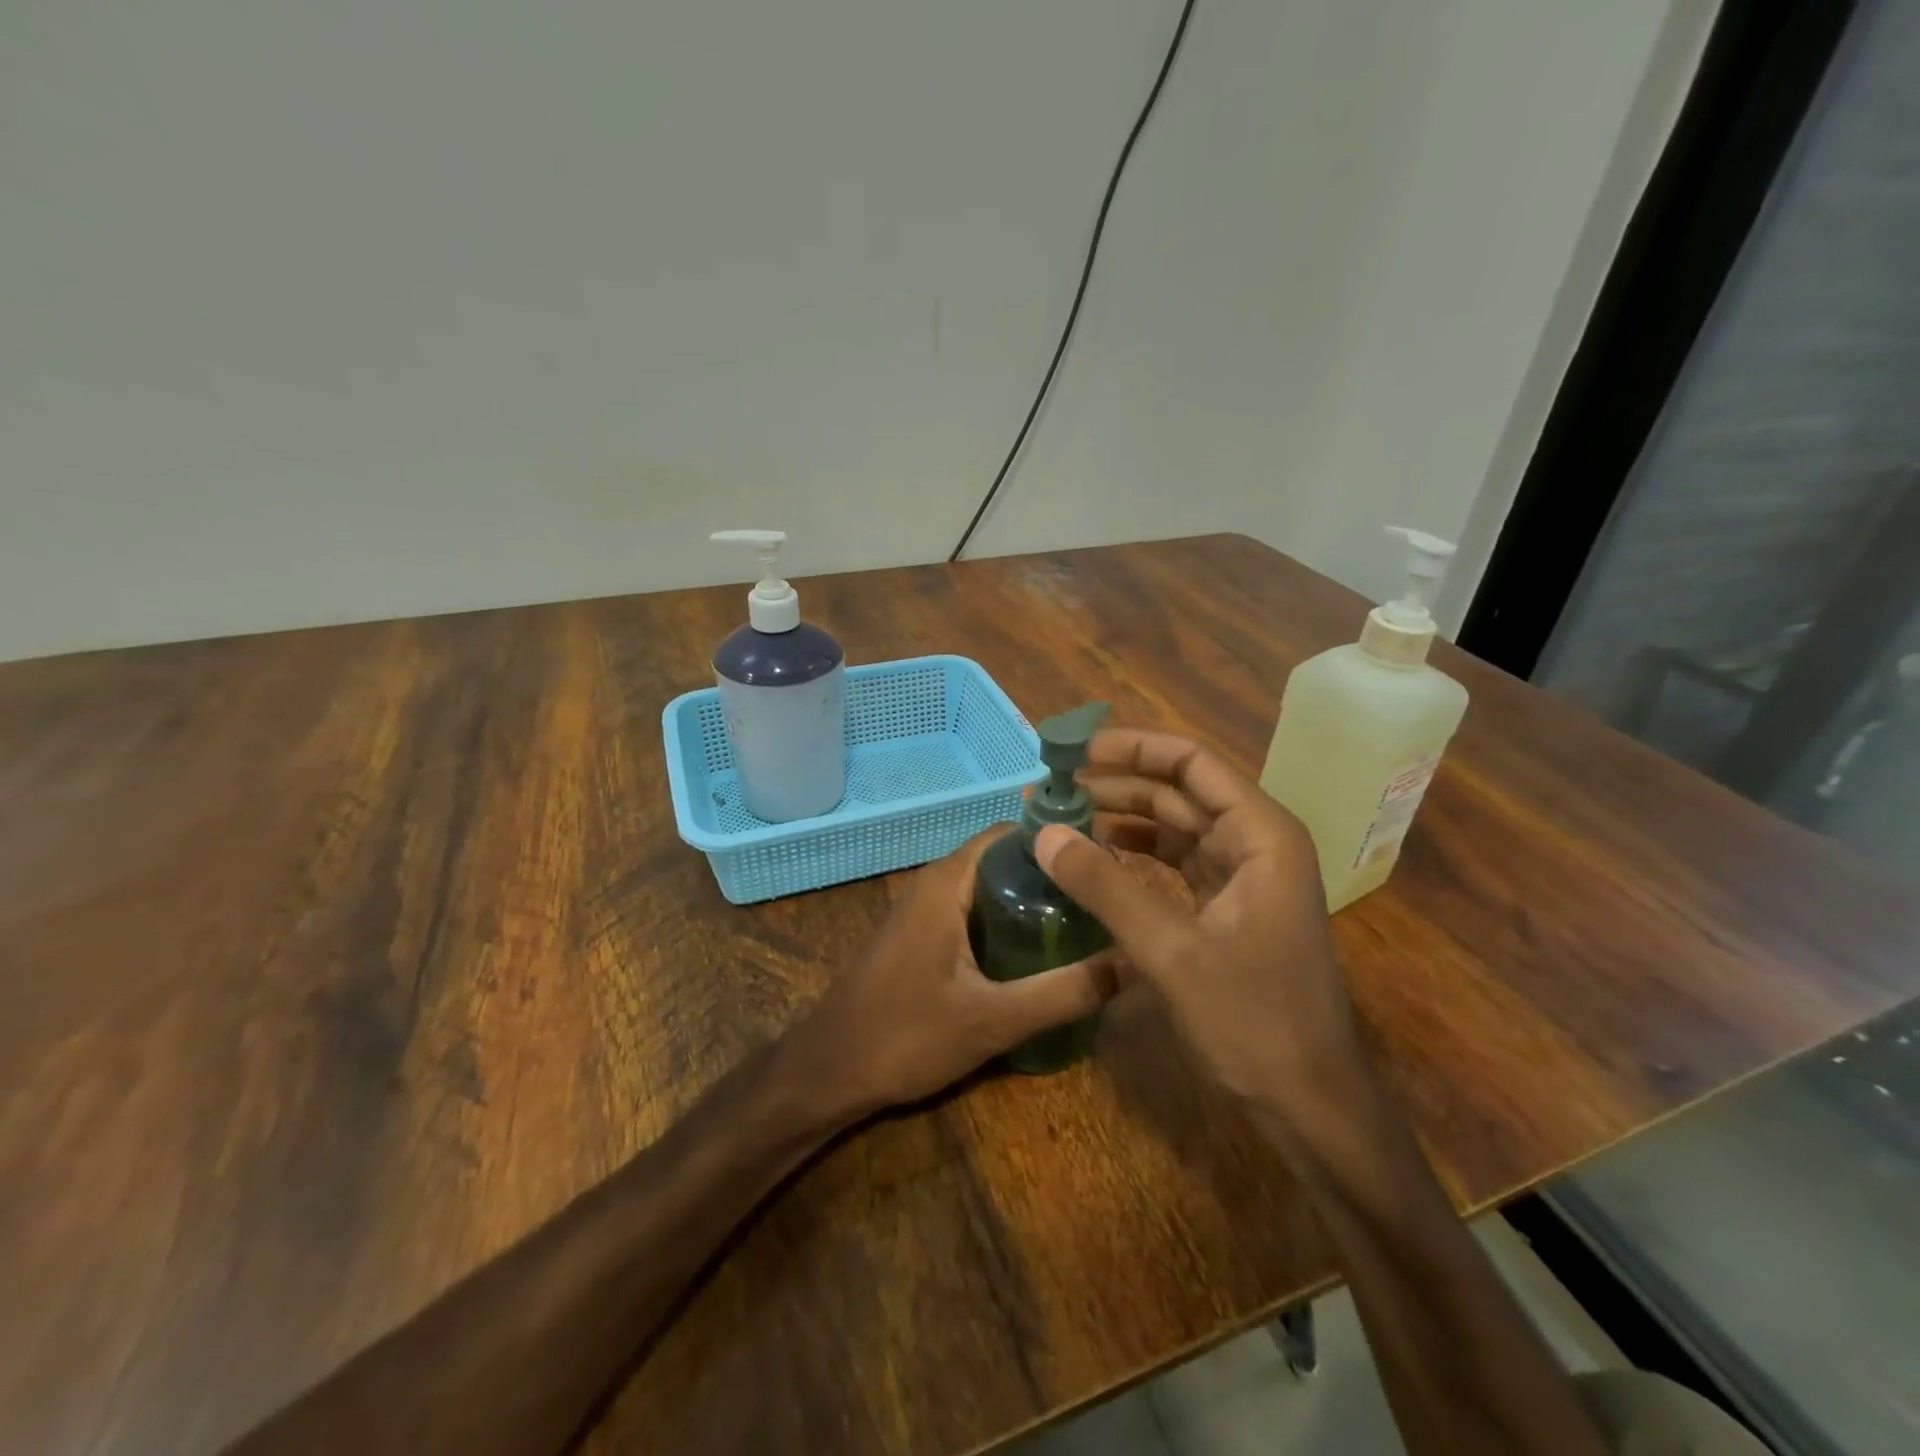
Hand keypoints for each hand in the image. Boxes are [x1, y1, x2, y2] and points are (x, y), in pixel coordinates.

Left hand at [788, 828, 1117, 1120]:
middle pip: (1003, 860)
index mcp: (947, 882)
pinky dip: (1005, 923)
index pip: (1012, 834)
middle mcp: (933, 883)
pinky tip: (1034, 956)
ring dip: (1029, 902)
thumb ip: (1063, 992)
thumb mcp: (993, 1019)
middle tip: (1102, 904)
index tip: (1104, 866)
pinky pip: (970, 912)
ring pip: (987, 889)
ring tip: (1081, 928)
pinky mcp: (918, 937)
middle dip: (1051, 877)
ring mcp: (922, 910)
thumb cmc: (904, 1036)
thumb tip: (1132, 962)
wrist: (827, 1072)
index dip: (1059, 844)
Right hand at [1033, 728, 1360, 1110]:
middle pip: (1178, 791)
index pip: (1190, 763)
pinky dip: (1135, 856)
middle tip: (1052, 789)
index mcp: (1260, 834)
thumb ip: (1105, 887)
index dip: (1131, 748)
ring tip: (1062, 819)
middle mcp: (1255, 842)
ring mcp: (1243, 876)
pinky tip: (1095, 860)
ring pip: (1174, 826)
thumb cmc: (1252, 1021)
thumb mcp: (1170, 951)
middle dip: (1115, 785)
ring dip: (1120, 819)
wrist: (1310, 1105)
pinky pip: (1175, 863)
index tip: (1072, 751)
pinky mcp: (1227, 908)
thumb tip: (1043, 832)